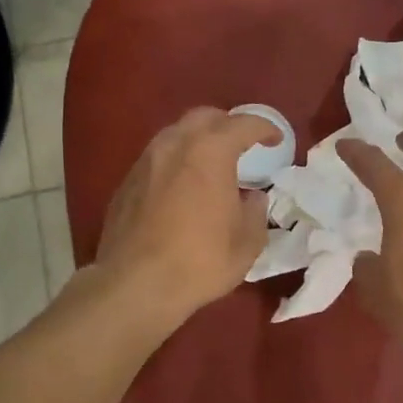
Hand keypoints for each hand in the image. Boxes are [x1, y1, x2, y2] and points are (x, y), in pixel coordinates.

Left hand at [95, 108, 281, 328]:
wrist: (134, 285)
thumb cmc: (200, 261)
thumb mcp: (247, 242)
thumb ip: (255, 210)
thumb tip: (251, 197)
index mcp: (210, 151)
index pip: (244, 124)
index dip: (265, 128)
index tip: (275, 140)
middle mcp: (175, 145)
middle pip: (205, 117)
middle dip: (227, 125)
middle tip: (242, 145)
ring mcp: (146, 161)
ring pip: (176, 134)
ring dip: (198, 141)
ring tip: (211, 165)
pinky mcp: (126, 182)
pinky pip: (157, 158)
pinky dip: (176, 162)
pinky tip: (183, 187)